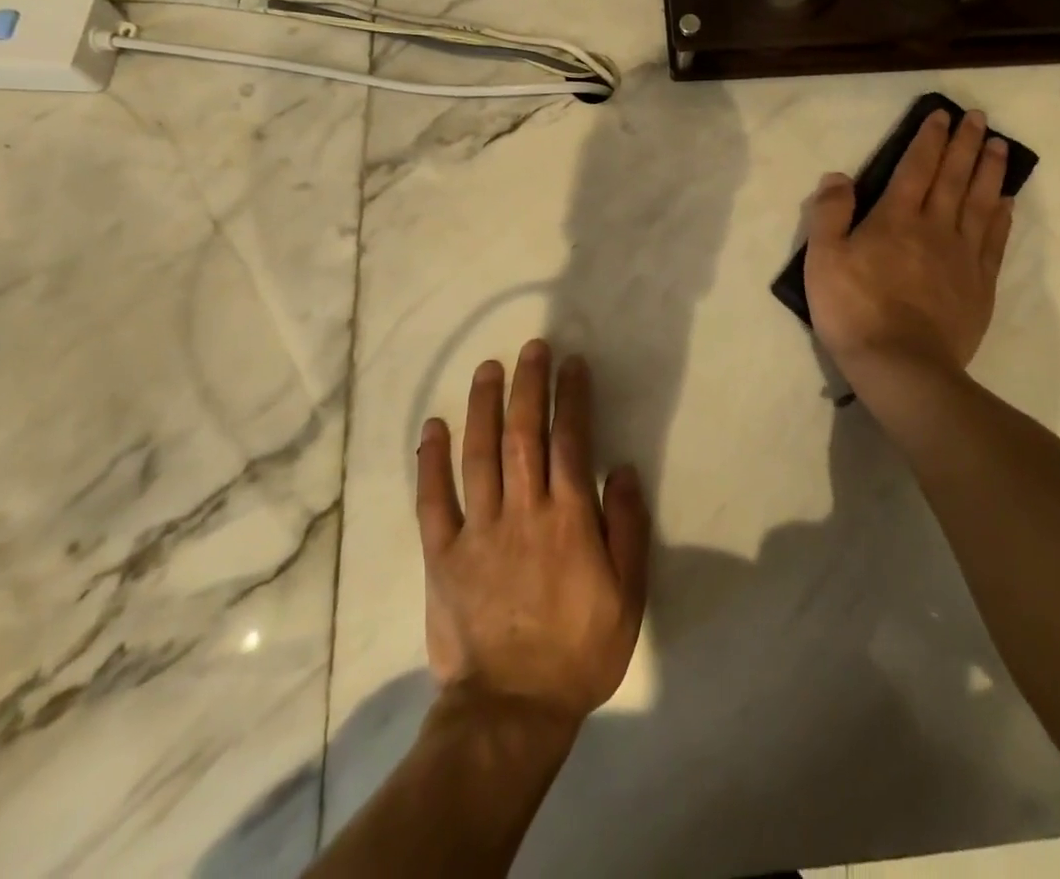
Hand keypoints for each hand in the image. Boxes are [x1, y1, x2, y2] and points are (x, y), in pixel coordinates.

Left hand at [415, 340, 650, 727]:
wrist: (511, 711)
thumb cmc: (579, 651)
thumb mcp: (628, 596)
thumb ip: (628, 529)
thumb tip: (625, 470)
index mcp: (569, 520)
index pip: (571, 441)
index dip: (572, 397)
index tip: (572, 364)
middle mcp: (523, 512)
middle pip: (523, 434)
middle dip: (528, 385)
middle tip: (532, 347)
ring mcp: (478, 531)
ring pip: (478, 454)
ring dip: (483, 406)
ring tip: (488, 368)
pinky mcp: (442, 555)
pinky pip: (433, 500)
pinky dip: (430, 461)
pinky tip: (433, 426)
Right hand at [804, 109, 1015, 379]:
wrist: (901, 366)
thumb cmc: (854, 310)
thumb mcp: (823, 259)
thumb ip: (829, 213)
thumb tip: (838, 176)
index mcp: (896, 218)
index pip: (916, 167)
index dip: (930, 139)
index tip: (942, 115)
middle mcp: (935, 227)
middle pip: (955, 177)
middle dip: (966, 144)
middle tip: (979, 118)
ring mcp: (963, 256)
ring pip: (981, 203)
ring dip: (990, 171)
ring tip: (1000, 146)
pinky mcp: (980, 285)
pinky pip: (995, 241)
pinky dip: (1003, 217)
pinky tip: (1007, 202)